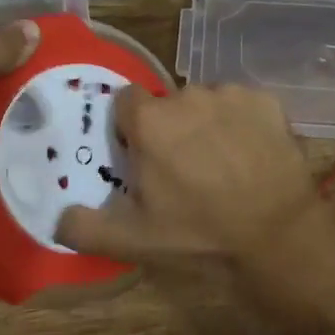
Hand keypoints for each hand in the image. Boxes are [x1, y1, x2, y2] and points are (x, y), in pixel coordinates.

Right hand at [55, 84, 327, 270]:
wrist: (278, 235)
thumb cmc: (200, 234)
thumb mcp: (134, 240)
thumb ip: (86, 227)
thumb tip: (57, 217)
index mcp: (149, 121)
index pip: (125, 103)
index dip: (131, 129)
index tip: (143, 158)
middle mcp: (186, 95)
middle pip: (167, 104)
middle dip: (170, 129)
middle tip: (185, 170)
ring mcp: (229, 94)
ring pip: (205, 103)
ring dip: (206, 124)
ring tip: (223, 164)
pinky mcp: (265, 101)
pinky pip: (242, 105)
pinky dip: (242, 123)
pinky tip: (251, 155)